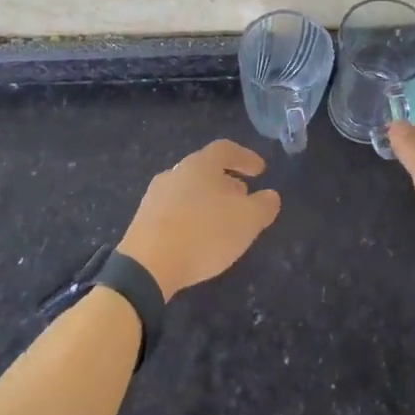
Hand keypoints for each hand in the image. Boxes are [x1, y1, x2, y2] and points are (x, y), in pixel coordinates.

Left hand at [116, 140, 280, 298]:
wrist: (147, 265)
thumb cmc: (203, 233)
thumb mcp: (247, 221)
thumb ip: (263, 206)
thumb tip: (270, 195)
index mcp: (200, 164)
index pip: (225, 149)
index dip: (245, 157)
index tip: (260, 170)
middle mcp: (176, 172)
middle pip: (206, 169)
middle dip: (227, 181)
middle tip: (244, 197)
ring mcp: (156, 195)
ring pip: (190, 189)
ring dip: (209, 200)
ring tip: (223, 220)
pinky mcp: (144, 219)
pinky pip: (175, 210)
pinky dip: (191, 216)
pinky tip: (198, 237)